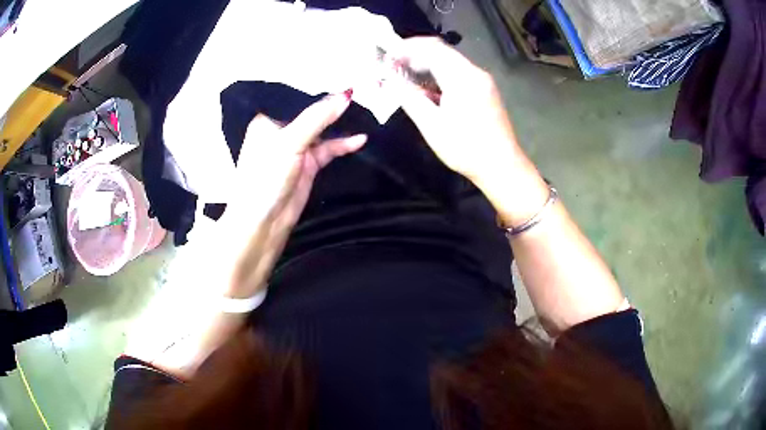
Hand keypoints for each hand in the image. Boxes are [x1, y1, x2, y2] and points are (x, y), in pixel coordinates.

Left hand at [219, 92, 364, 297]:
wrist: (264, 223)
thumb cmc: (266, 177)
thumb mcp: (290, 142)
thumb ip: (318, 117)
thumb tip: (347, 94)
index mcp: (268, 120)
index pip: (295, 97)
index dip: (318, 88)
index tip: (343, 76)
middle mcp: (281, 131)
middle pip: (311, 113)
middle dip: (332, 104)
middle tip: (361, 90)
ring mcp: (296, 149)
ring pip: (322, 130)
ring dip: (340, 124)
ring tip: (365, 110)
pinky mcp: (308, 165)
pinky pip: (329, 149)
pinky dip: (343, 145)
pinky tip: (359, 140)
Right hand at [393, 37, 548, 225]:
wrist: (502, 166)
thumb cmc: (465, 148)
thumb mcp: (432, 125)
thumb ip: (409, 98)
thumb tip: (392, 81)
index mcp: (463, 77)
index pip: (431, 48)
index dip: (406, 48)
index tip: (388, 57)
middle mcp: (475, 72)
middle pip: (442, 51)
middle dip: (415, 54)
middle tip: (394, 66)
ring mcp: (483, 81)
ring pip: (450, 61)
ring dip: (427, 64)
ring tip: (406, 77)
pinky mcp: (486, 90)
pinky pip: (459, 73)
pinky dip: (440, 74)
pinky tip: (428, 88)